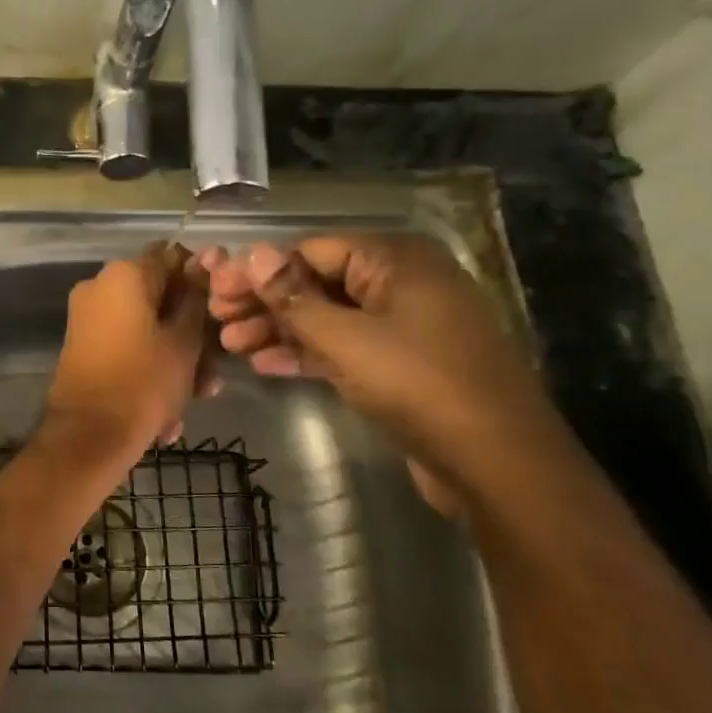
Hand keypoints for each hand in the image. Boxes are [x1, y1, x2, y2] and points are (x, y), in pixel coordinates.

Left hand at [42, 242, 215, 459]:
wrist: (87, 437)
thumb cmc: (144, 383)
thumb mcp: (184, 341)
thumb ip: (196, 297)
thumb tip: (207, 257)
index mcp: (124, 275)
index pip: (173, 256)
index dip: (203, 279)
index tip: (223, 309)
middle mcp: (100, 288)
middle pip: (159, 297)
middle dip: (191, 331)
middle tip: (214, 368)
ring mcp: (88, 319)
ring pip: (146, 328)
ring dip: (175, 359)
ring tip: (196, 396)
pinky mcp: (84, 348)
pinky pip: (127, 348)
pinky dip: (149, 370)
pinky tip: (169, 414)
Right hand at [201, 234, 569, 510]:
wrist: (495, 462)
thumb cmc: (418, 384)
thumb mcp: (345, 338)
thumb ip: (294, 296)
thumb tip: (254, 252)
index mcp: (395, 260)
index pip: (310, 250)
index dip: (259, 271)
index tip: (216, 292)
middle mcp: (401, 282)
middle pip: (317, 282)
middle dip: (265, 302)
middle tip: (218, 321)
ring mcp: (404, 324)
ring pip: (328, 316)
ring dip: (279, 329)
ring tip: (231, 345)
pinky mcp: (402, 362)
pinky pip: (345, 346)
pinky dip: (308, 353)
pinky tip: (265, 365)